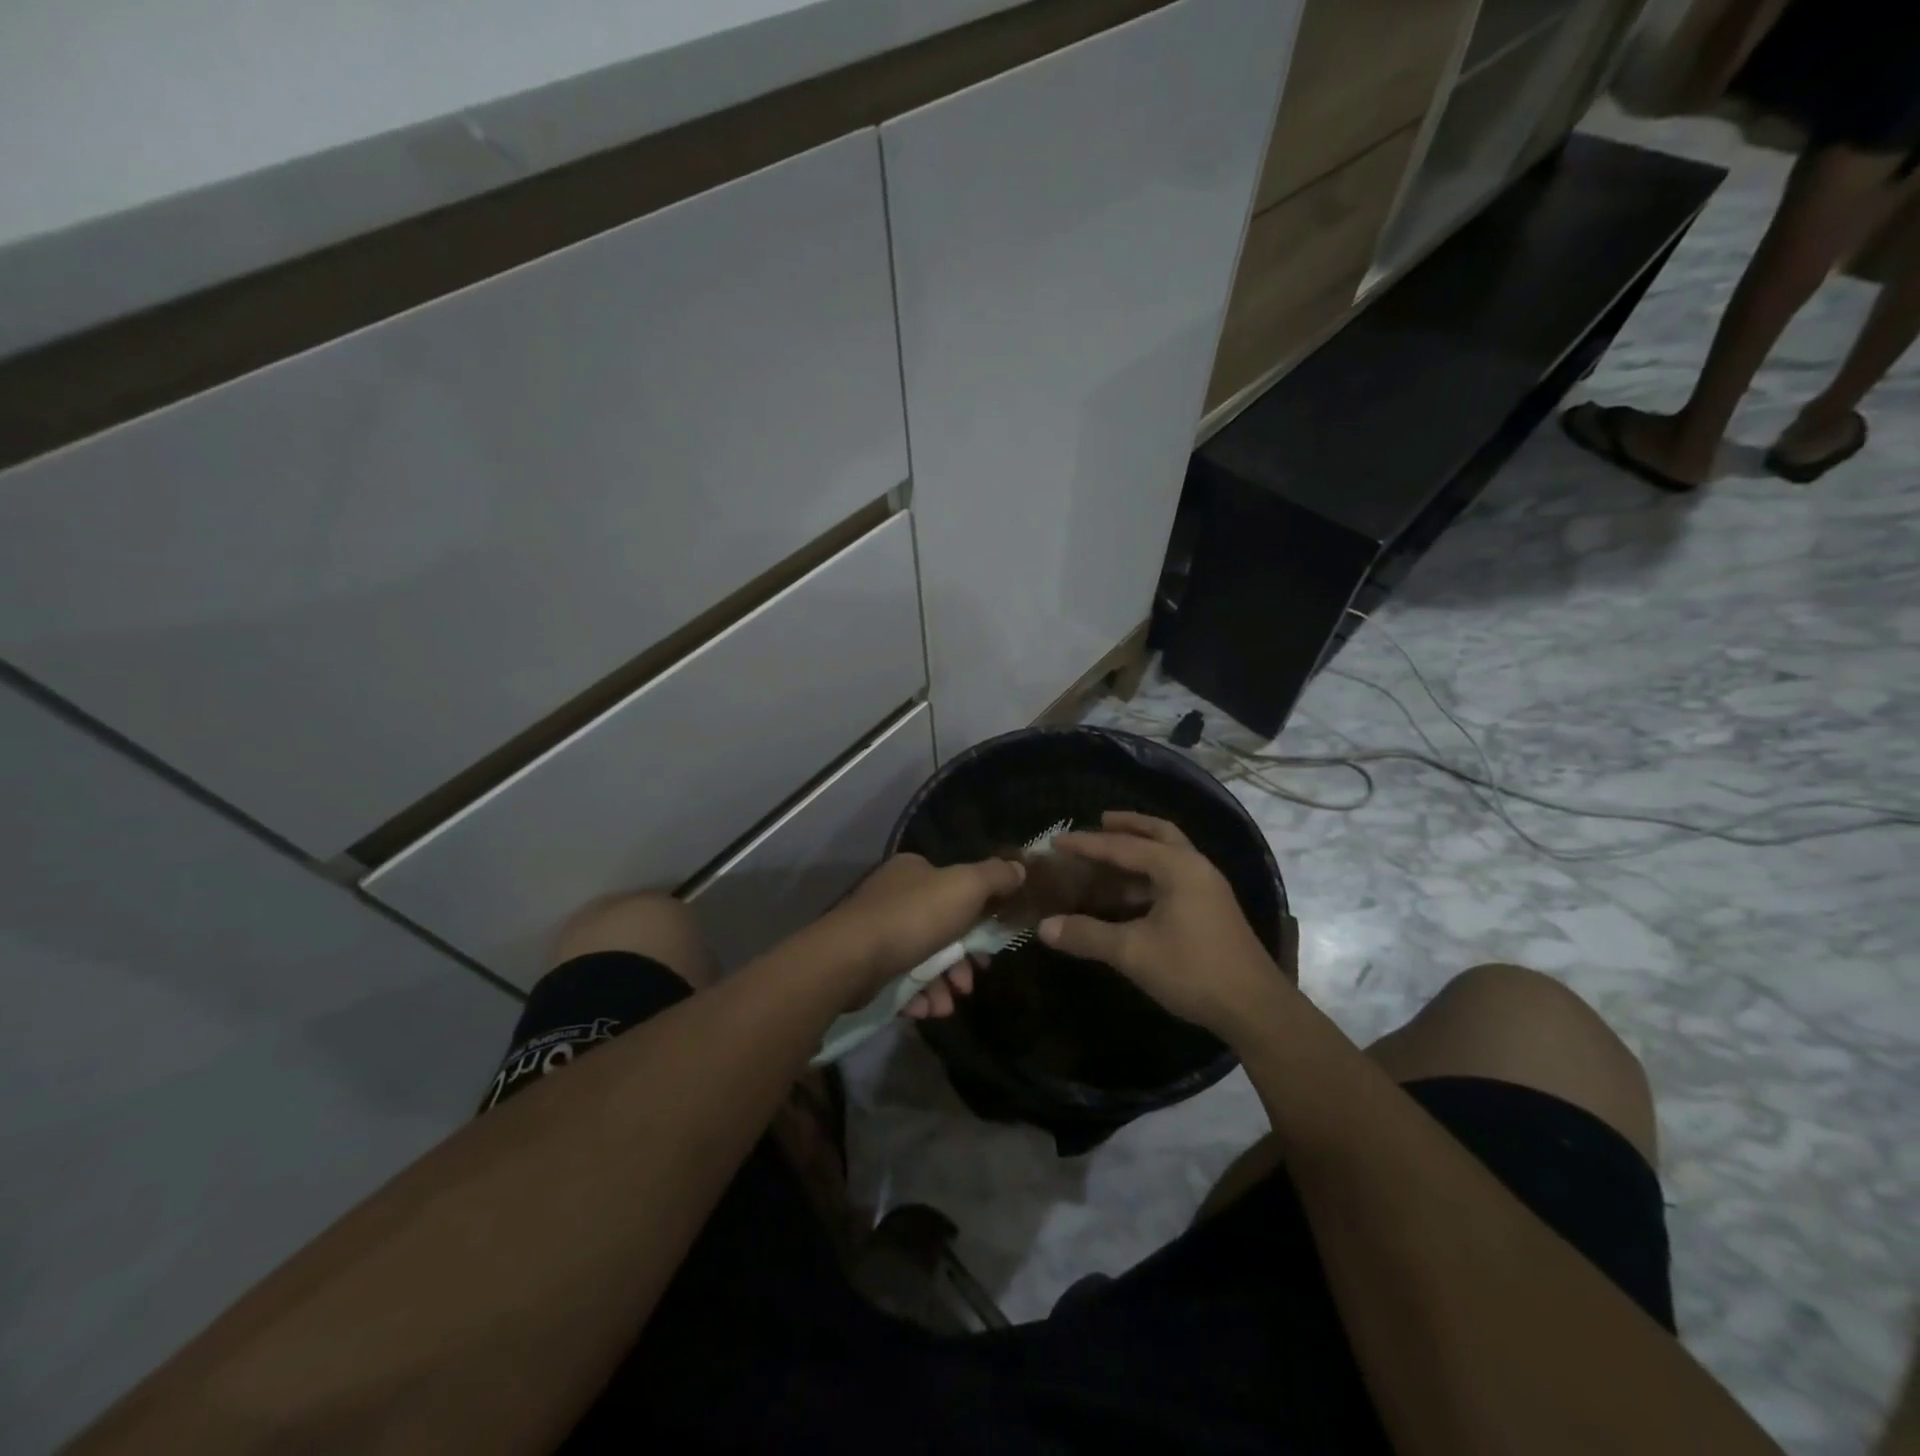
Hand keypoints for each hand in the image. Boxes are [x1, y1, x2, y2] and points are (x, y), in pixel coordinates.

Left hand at [819, 853, 1024, 1018]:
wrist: (851, 959)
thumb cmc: (914, 917)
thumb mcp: (965, 887)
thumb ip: (995, 876)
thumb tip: (1019, 869)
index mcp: (915, 870)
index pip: (956, 889)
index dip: (980, 916)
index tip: (992, 944)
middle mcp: (894, 895)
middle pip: (943, 928)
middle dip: (962, 960)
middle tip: (970, 981)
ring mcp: (876, 930)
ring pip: (924, 958)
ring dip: (943, 983)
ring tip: (948, 1003)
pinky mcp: (865, 964)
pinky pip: (902, 979)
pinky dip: (919, 995)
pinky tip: (926, 1009)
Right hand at [1036, 811, 1287, 1041]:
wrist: (1255, 1008)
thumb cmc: (1193, 970)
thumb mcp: (1133, 952)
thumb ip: (1088, 935)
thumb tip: (1044, 927)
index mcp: (1177, 868)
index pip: (1123, 847)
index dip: (1087, 844)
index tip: (1056, 840)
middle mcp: (1195, 868)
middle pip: (1159, 833)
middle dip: (1129, 826)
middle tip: (1099, 822)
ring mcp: (1208, 889)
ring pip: (1169, 855)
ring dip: (1140, 850)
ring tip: (1110, 854)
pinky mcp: (1212, 909)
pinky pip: (1175, 877)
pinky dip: (1150, 874)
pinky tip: (1131, 893)